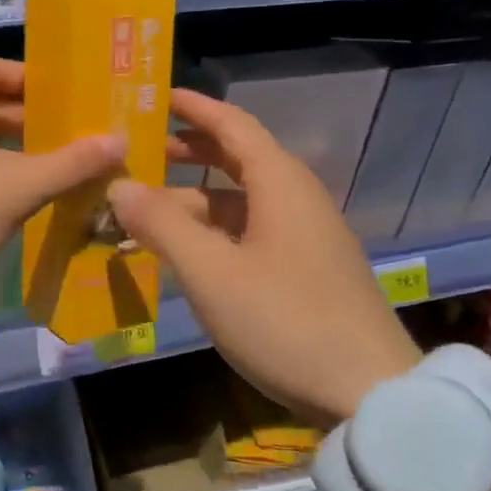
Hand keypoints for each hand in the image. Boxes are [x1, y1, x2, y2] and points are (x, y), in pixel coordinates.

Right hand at [109, 89, 419, 425]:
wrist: (371, 394)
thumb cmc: (285, 320)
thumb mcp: (211, 272)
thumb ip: (162, 224)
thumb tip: (119, 185)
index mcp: (280, 183)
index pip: (232, 125)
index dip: (194, 107)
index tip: (157, 96)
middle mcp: (296, 199)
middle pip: (236, 160)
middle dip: (188, 153)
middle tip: (141, 153)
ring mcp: (306, 237)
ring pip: (240, 203)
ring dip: (194, 201)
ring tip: (145, 212)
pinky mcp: (307, 270)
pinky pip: (250, 233)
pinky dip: (213, 232)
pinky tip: (185, 253)